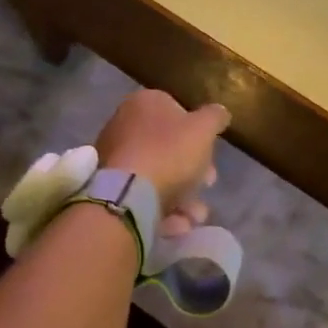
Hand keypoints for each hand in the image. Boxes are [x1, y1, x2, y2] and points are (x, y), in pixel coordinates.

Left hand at [96, 90, 230, 237]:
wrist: (128, 196)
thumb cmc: (169, 153)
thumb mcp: (204, 129)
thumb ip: (215, 117)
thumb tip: (219, 112)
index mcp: (144, 103)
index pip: (177, 111)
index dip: (198, 133)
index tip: (212, 153)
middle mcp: (123, 125)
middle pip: (168, 146)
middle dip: (193, 169)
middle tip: (208, 183)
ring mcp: (113, 157)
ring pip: (157, 174)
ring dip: (182, 195)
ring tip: (197, 215)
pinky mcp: (108, 188)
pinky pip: (142, 194)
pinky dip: (162, 207)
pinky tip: (179, 224)